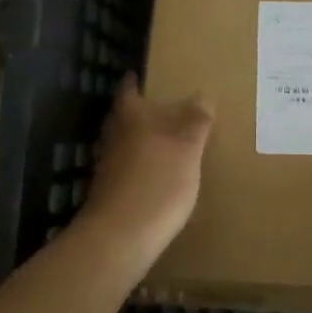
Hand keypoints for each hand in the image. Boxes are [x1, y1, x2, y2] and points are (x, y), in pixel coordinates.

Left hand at [77, 75, 213, 270]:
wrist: (119, 238)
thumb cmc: (156, 183)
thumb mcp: (187, 149)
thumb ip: (195, 122)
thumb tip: (202, 94)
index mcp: (131, 118)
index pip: (129, 91)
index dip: (134, 82)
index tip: (140, 75)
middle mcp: (114, 137)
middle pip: (124, 118)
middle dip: (141, 112)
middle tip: (163, 107)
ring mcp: (109, 167)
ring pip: (126, 144)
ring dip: (142, 141)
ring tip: (167, 142)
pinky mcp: (111, 194)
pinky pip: (128, 170)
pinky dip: (142, 167)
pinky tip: (159, 177)